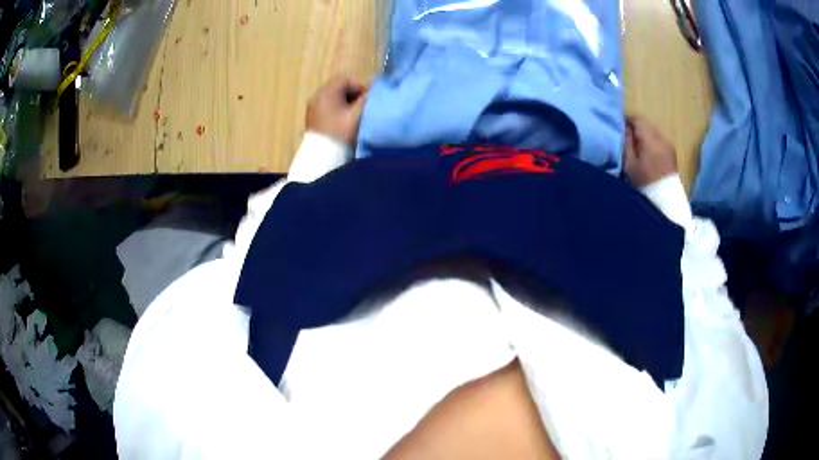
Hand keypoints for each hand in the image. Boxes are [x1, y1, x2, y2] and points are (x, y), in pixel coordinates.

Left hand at [306, 75, 368, 144]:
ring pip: (332, 98)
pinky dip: (336, 110)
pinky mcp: (311, 117)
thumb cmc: (341, 132)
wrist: (322, 155)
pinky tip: (342, 122)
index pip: (346, 79)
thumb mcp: (358, 114)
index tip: (368, 100)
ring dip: (345, 103)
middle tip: (362, 108)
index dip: (360, 87)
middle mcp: (317, 95)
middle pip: (338, 87)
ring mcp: (312, 107)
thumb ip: (367, 99)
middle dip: (353, 95)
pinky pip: (326, 107)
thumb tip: (375, 90)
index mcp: (327, 91)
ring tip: (353, 117)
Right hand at [623, 116, 677, 186]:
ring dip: (645, 135)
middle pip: (647, 124)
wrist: (665, 200)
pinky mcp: (672, 152)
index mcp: (650, 139)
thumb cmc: (645, 183)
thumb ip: (627, 143)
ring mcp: (668, 145)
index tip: (620, 128)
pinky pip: (660, 140)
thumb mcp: (630, 164)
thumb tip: (625, 128)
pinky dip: (652, 142)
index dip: (627, 121)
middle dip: (636, 128)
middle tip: (627, 138)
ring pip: (653, 132)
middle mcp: (661, 138)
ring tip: (638, 147)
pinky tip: (649, 154)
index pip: (637, 119)